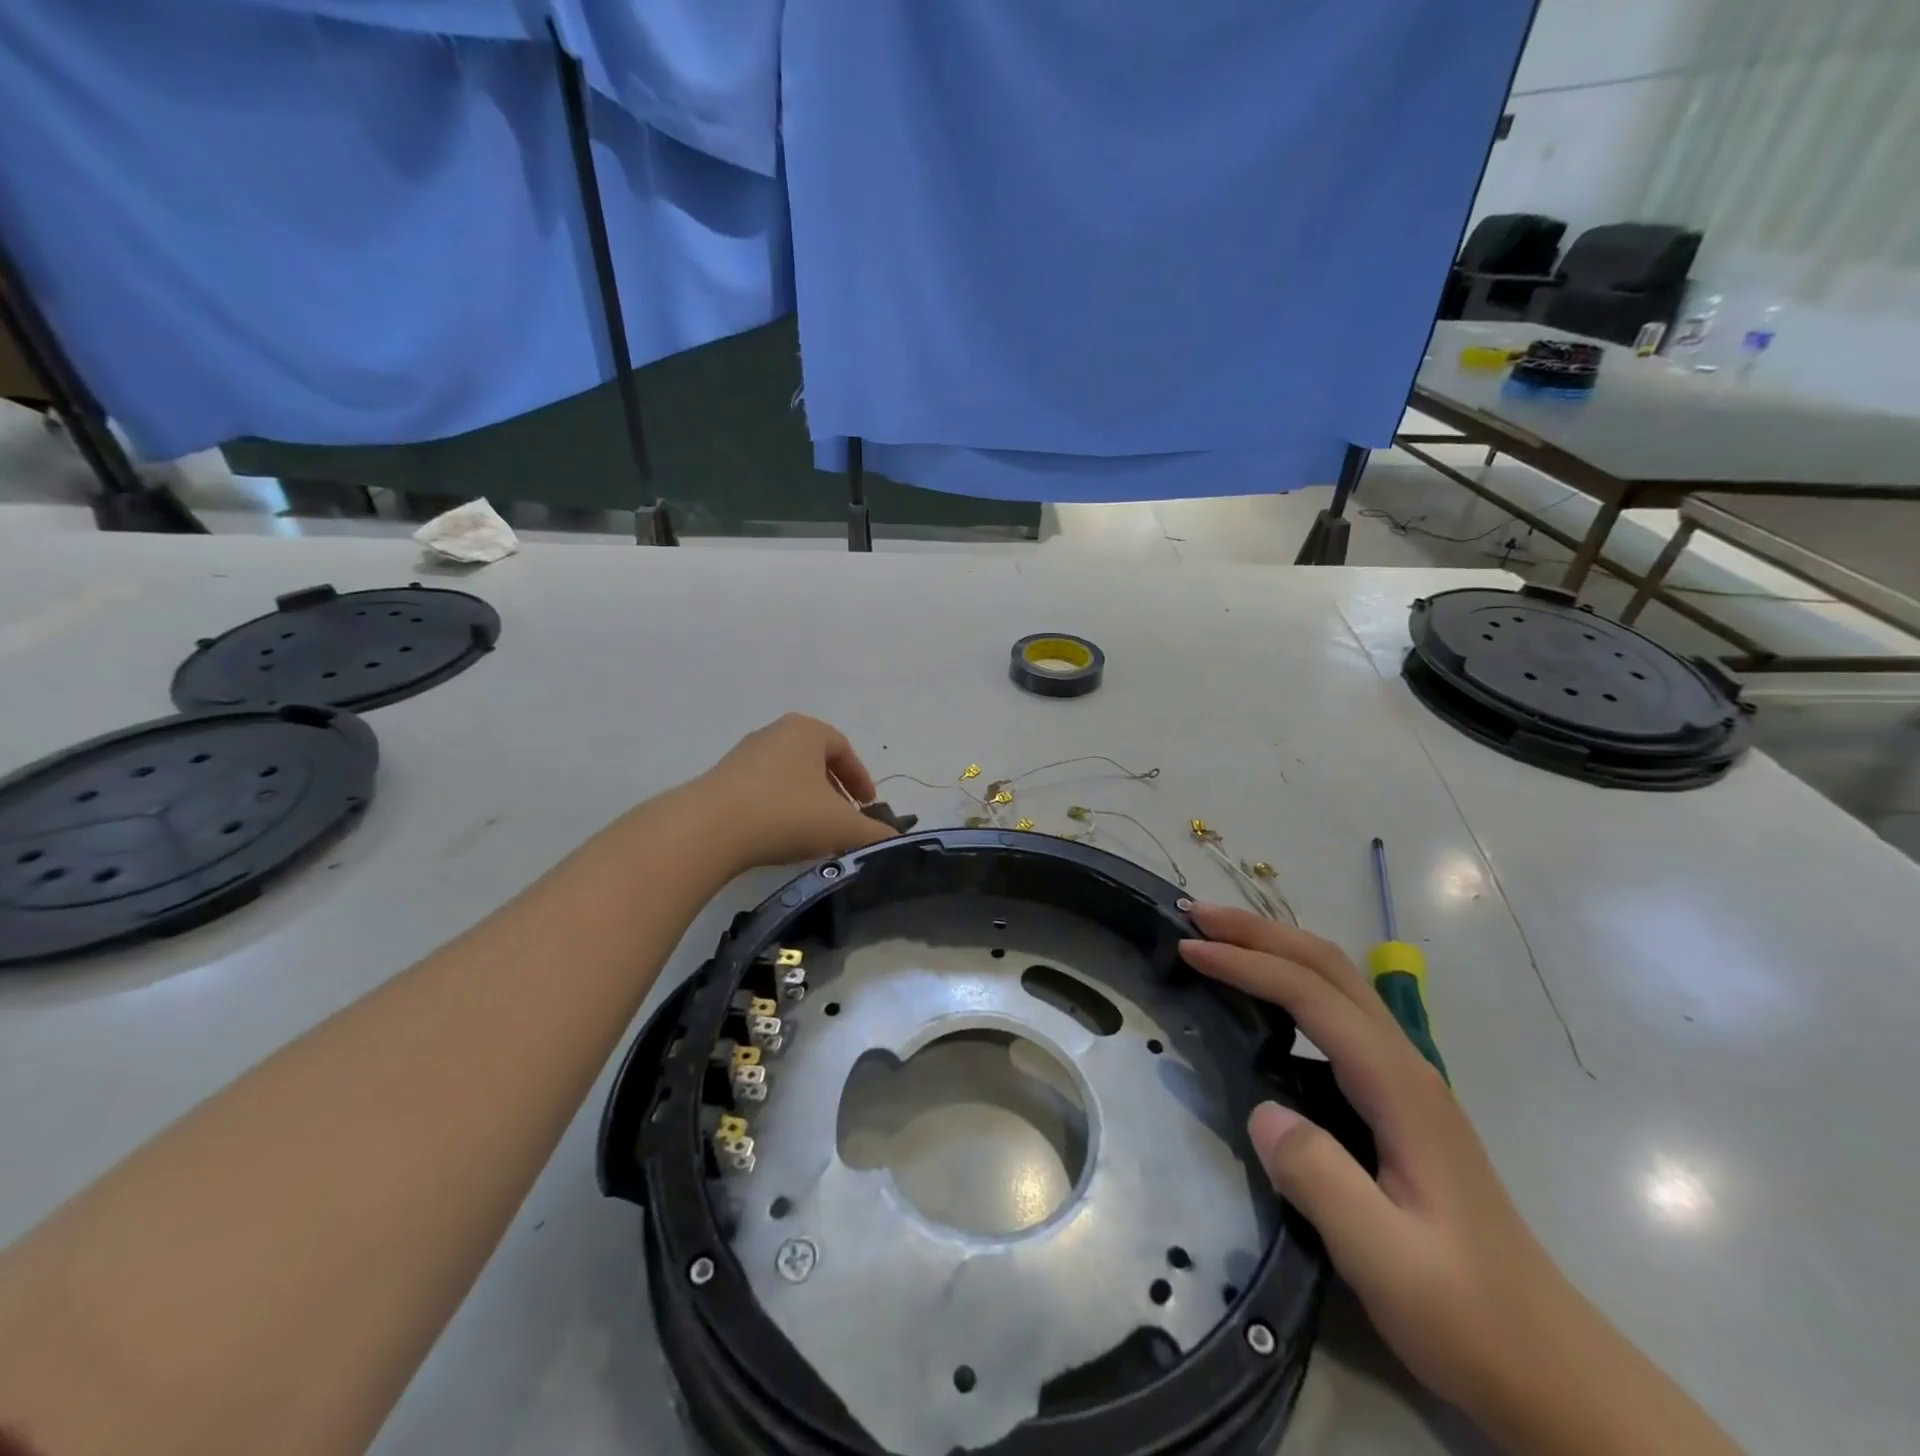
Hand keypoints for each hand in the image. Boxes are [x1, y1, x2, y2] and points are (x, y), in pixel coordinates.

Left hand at [696, 714, 895, 872]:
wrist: (708, 830)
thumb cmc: (785, 814)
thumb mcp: (841, 826)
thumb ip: (874, 833)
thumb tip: (898, 841)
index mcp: (807, 731)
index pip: (844, 749)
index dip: (861, 779)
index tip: (869, 807)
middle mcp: (775, 734)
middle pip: (816, 762)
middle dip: (835, 793)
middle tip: (845, 822)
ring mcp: (744, 756)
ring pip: (789, 778)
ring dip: (808, 803)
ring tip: (816, 835)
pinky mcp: (721, 781)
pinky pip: (763, 792)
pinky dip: (780, 811)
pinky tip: (782, 839)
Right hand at [1181, 905, 1743, 1455]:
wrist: (1552, 1369)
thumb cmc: (1468, 1314)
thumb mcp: (1386, 1260)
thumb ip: (1319, 1179)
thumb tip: (1260, 1109)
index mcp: (1399, 1085)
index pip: (1310, 995)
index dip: (1246, 964)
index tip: (1188, 951)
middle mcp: (1405, 1063)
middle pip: (1328, 965)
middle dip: (1258, 931)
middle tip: (1196, 915)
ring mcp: (1406, 1079)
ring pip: (1337, 982)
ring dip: (1276, 948)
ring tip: (1220, 939)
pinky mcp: (1399, 1100)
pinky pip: (1338, 1013)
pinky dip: (1292, 981)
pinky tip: (1267, 998)